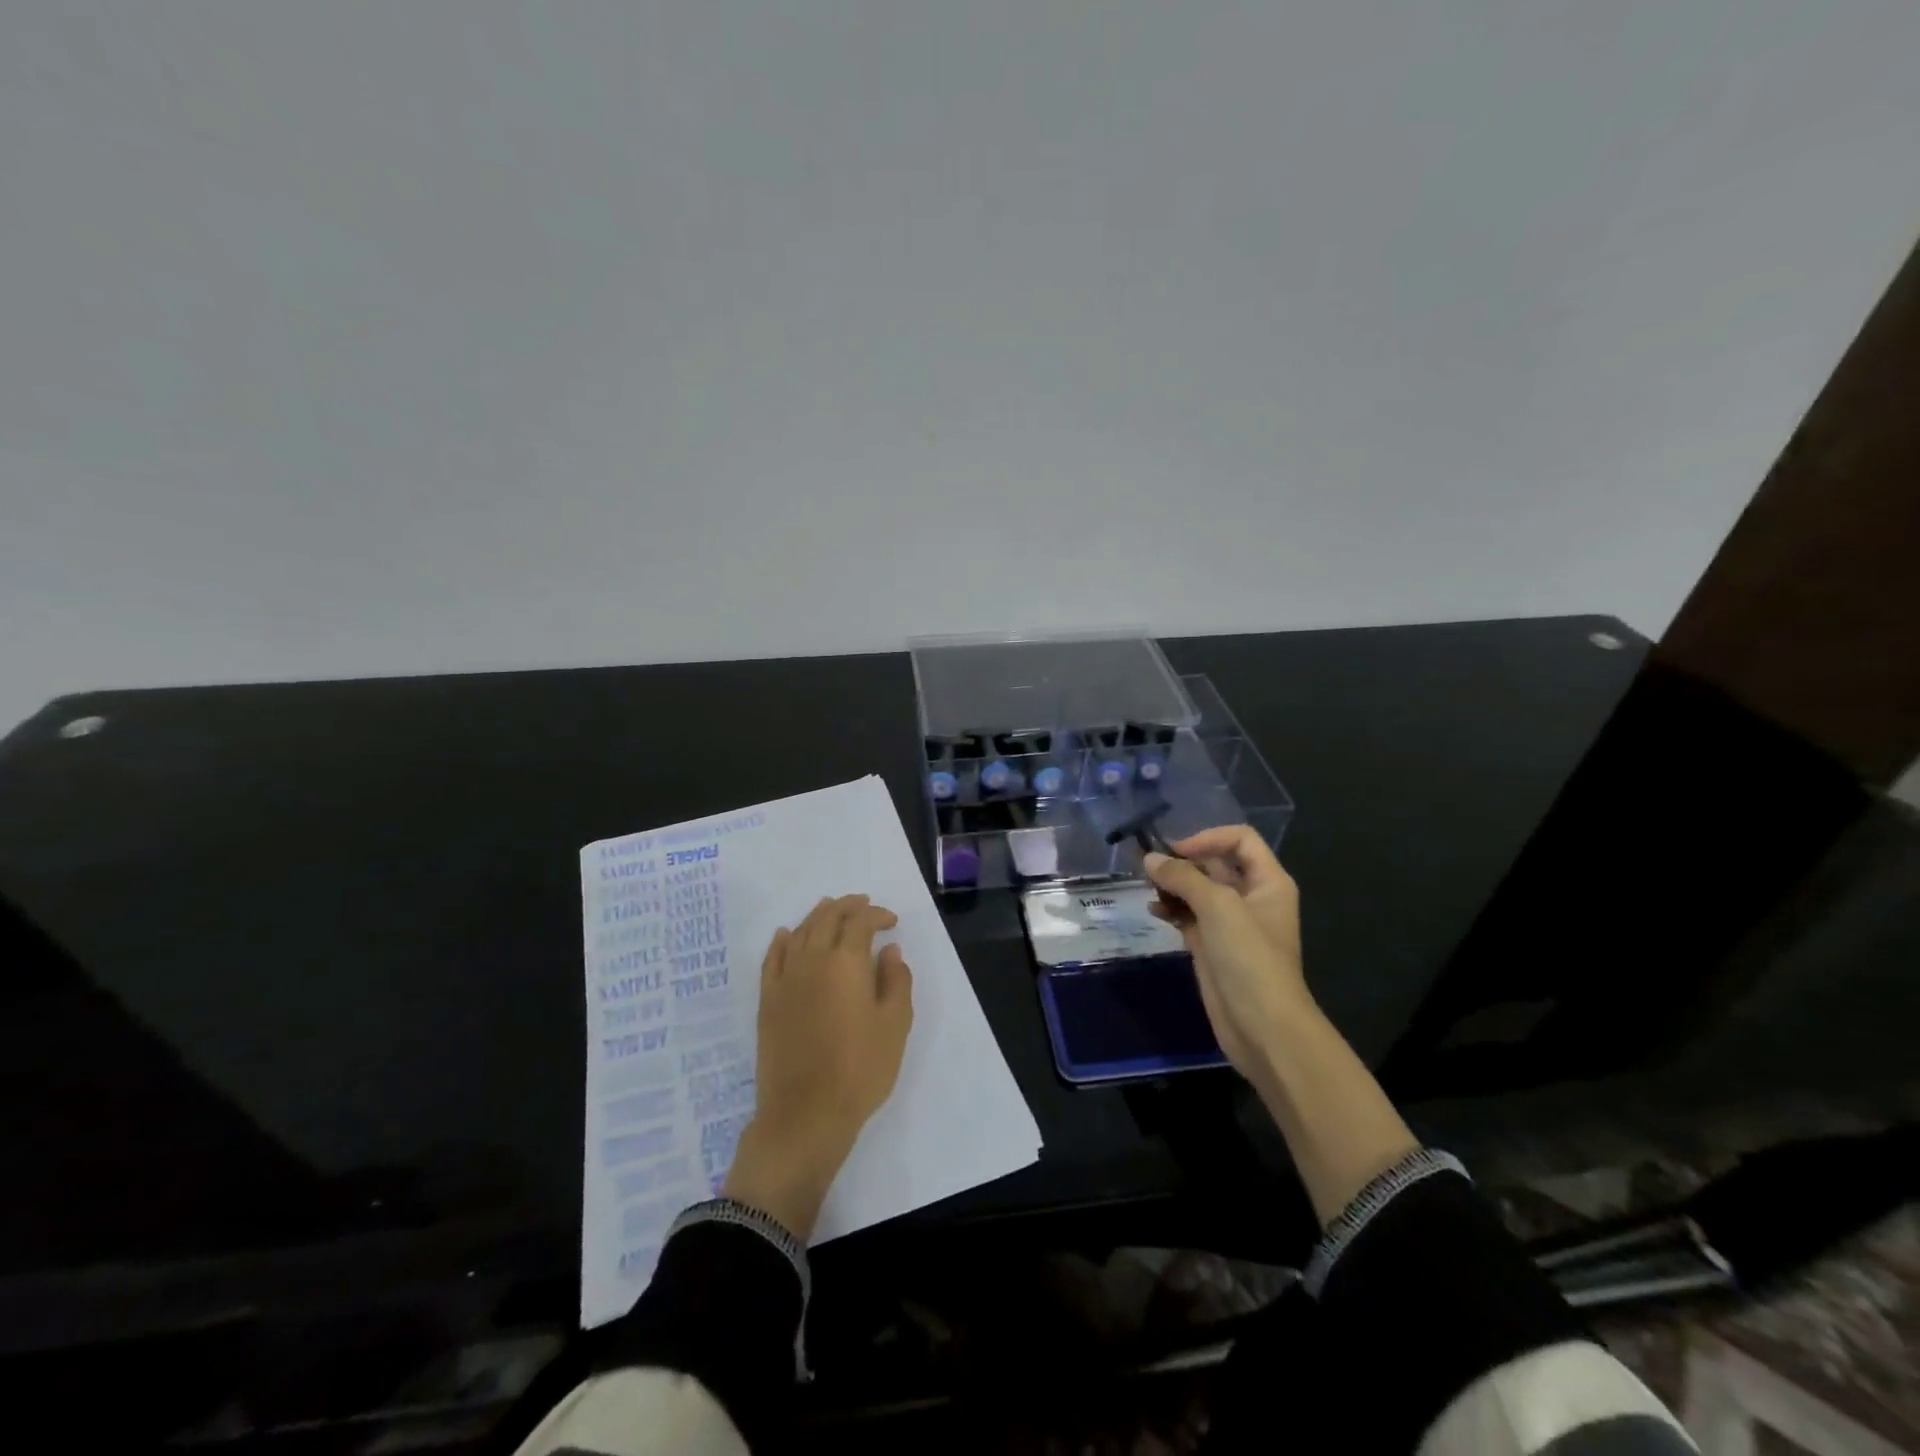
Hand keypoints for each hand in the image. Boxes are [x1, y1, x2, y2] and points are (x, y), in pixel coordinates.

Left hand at [723, 895, 913, 1238]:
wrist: (806, 1113)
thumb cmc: (860, 1069)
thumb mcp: (895, 1025)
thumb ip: (896, 980)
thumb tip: (889, 951)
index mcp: (846, 962)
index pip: (860, 922)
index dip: (877, 915)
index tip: (892, 922)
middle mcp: (812, 960)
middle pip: (827, 917)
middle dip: (847, 906)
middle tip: (863, 904)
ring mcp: (785, 979)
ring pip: (800, 932)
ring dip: (818, 915)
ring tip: (831, 910)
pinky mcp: (768, 1000)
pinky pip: (773, 958)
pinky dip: (782, 940)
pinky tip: (786, 935)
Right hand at [1144, 828, 1310, 1086]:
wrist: (1262, 1026)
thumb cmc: (1248, 957)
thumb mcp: (1218, 906)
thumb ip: (1183, 877)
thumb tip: (1149, 858)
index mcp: (1268, 881)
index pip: (1239, 839)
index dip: (1207, 838)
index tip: (1175, 852)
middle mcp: (1251, 897)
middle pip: (1215, 863)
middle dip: (1182, 861)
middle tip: (1147, 865)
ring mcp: (1231, 924)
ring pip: (1198, 890)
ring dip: (1172, 884)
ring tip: (1146, 886)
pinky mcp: (1212, 946)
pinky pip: (1188, 916)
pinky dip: (1171, 909)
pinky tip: (1153, 910)